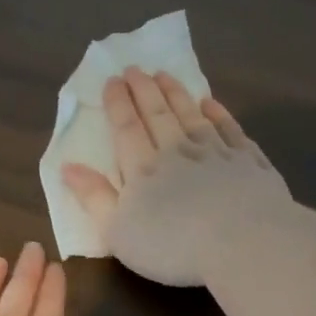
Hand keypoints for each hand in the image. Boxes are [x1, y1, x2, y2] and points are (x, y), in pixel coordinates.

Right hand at [61, 67, 290, 287]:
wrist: (242, 243)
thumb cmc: (172, 246)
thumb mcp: (118, 231)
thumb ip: (94, 198)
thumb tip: (68, 166)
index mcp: (143, 169)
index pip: (127, 129)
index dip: (118, 104)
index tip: (112, 80)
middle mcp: (178, 151)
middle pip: (158, 114)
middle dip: (144, 90)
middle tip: (135, 69)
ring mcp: (216, 153)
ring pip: (192, 115)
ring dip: (177, 94)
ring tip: (165, 75)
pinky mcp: (248, 161)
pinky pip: (230, 129)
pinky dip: (218, 113)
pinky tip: (211, 104)